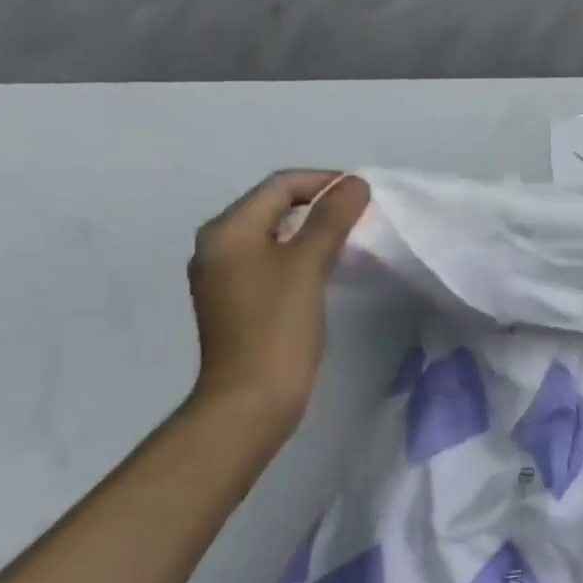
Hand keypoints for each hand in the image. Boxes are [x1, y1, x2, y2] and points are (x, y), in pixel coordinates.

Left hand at [187, 170, 370, 431]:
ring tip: (351, 236)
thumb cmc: (277, 326)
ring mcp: (225, 275)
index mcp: (227, 231)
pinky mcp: (238, 299)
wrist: (251, 400)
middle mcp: (218, 246)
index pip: (280, 185)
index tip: (364, 194)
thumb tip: (355, 183)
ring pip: (275, 233)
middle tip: (361, 213)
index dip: (324, 182)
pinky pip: (272, 258)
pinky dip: (301, 252)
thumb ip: (331, 218)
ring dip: (312, 228)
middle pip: (274, 205)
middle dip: (319, 203)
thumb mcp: (308, 264)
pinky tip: (327, 265)